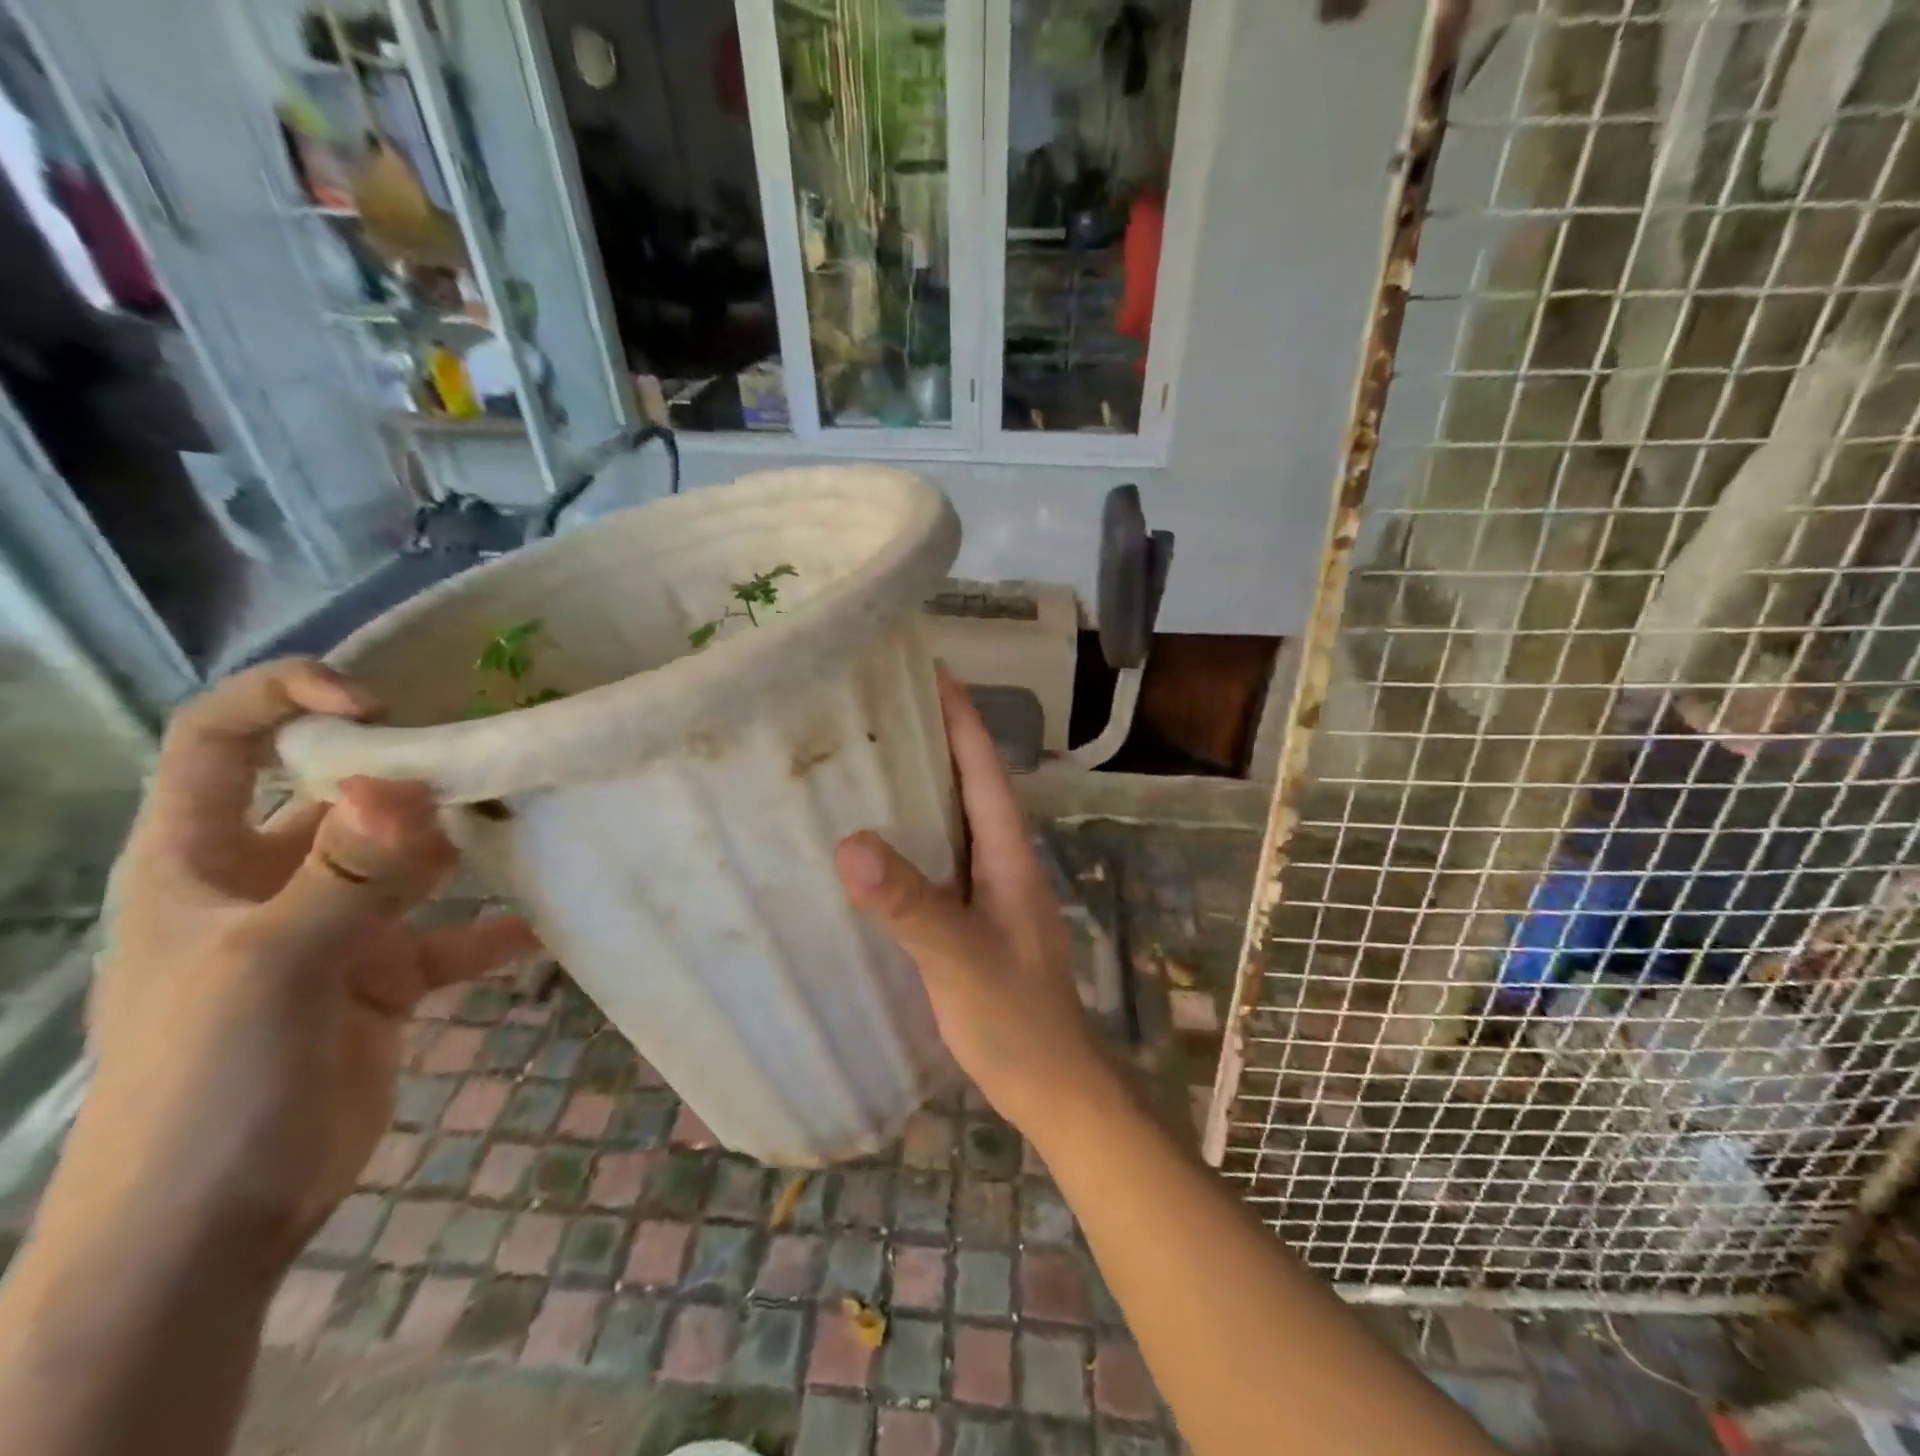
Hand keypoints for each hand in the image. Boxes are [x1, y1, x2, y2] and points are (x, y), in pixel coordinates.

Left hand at [61, 660, 537, 1263]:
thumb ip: (342, 876)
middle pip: (340, 793)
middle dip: (413, 770)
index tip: (380, 698)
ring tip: (538, 819)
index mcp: (203, 860)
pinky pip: (451, 936)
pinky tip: (546, 927)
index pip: (222, 742)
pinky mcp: (383, 976)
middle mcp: (270, 879)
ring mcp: (333, 927)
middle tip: (498, 755)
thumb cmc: (204, 1087)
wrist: (212, 1227)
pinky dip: (495, 931)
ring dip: (465, 844)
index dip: (286, 698)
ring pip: (408, 860)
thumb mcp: (269, 970)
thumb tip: (402, 786)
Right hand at [834, 670, 1105, 1128]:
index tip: (931, 671)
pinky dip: (915, 839)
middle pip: (970, 785)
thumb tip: (849, 843)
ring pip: (956, 823)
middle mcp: (1003, 861)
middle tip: (882, 707)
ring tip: (871, 759)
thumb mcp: (959, 958)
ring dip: (923, 788)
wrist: (1052, 1086)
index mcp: (1009, 854)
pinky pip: (943, 860)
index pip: (984, 769)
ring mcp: (992, 891)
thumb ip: (909, 904)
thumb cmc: (1016, 1018)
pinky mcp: (976, 920)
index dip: (961, 718)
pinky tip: (880, 845)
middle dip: (935, 740)